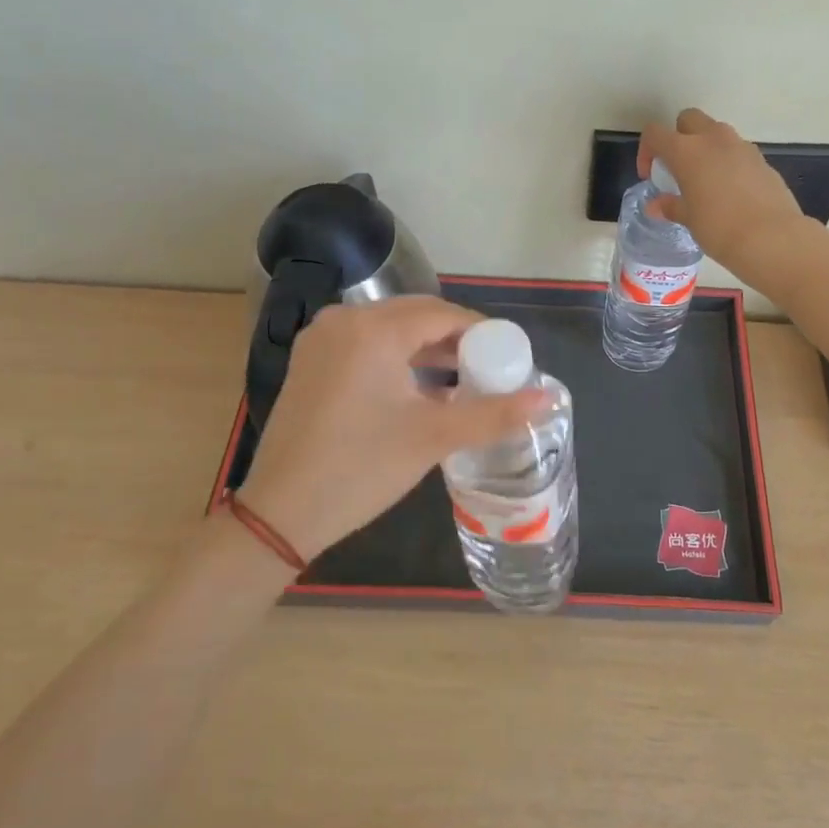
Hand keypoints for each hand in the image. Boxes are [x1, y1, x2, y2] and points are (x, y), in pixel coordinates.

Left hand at [233, 296, 543, 561]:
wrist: (279, 513)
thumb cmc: (361, 468)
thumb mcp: (433, 438)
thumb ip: (494, 414)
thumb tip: (549, 400)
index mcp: (373, 329)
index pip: (442, 313)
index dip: (481, 331)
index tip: (509, 356)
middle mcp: (344, 321)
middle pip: (415, 316)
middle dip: (455, 339)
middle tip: (489, 369)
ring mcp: (322, 340)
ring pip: (390, 331)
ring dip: (428, 349)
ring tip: (462, 379)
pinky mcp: (311, 363)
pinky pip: (366, 345)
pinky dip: (397, 358)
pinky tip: (419, 387)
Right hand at [639, 108, 812, 285]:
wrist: (771, 237)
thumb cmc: (719, 227)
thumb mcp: (688, 219)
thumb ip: (671, 206)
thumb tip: (656, 205)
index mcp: (687, 150)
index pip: (656, 133)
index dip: (647, 151)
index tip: (651, 175)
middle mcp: (714, 139)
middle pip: (689, 119)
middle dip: (679, 137)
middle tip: (678, 168)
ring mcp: (742, 146)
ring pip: (717, 133)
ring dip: (706, 148)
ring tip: (705, 181)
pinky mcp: (762, 160)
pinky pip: (738, 152)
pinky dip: (728, 163)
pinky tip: (731, 192)